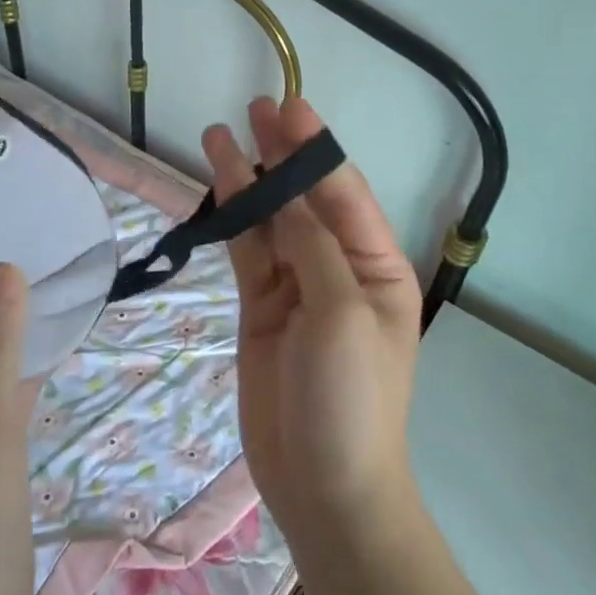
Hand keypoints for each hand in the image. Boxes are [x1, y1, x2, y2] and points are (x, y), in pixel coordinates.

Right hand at [202, 96, 423, 545]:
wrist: (323, 486)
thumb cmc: (350, 398)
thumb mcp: (341, 313)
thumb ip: (312, 248)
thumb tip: (286, 197)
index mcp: (378, 266)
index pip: (344, 194)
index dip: (316, 150)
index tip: (289, 108)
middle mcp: (339, 268)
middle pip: (306, 200)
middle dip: (283, 155)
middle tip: (256, 108)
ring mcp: (298, 288)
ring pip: (270, 222)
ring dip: (248, 180)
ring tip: (219, 135)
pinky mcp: (262, 309)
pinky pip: (247, 254)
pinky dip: (233, 221)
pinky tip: (217, 189)